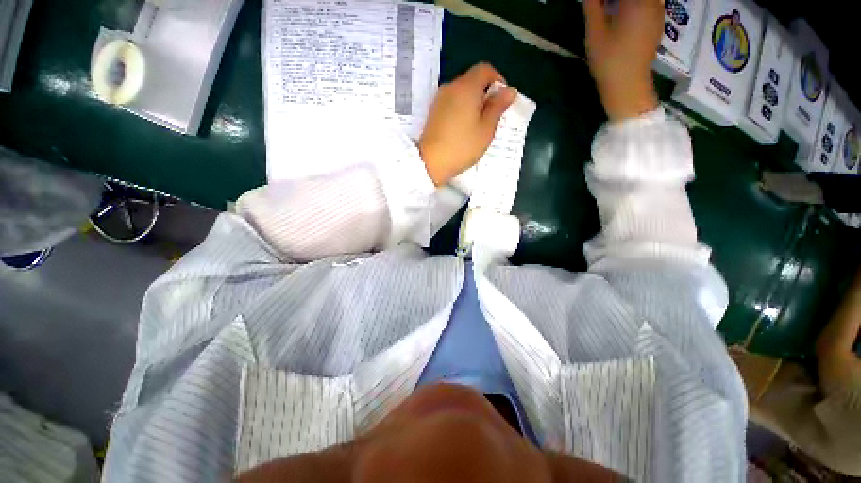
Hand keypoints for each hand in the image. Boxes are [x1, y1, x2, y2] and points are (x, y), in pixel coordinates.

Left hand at [418, 63, 516, 185]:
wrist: (430, 163)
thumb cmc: (462, 147)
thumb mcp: (486, 129)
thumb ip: (498, 107)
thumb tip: (509, 90)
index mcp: (467, 87)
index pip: (485, 69)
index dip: (498, 80)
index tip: (502, 99)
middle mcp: (451, 87)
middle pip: (472, 80)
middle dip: (485, 93)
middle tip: (491, 116)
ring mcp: (439, 99)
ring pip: (461, 93)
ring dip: (472, 103)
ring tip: (477, 125)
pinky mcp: (433, 112)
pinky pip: (451, 103)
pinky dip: (460, 110)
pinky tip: (462, 129)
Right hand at [582, 0, 662, 120]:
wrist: (628, 86)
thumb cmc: (609, 61)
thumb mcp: (595, 33)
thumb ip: (592, 7)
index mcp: (637, 1)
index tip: (598, 3)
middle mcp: (653, 2)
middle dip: (615, 0)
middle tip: (601, 6)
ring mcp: (658, 12)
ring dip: (625, 3)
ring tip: (610, 10)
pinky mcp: (657, 23)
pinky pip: (648, 4)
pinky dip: (635, 6)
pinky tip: (622, 14)